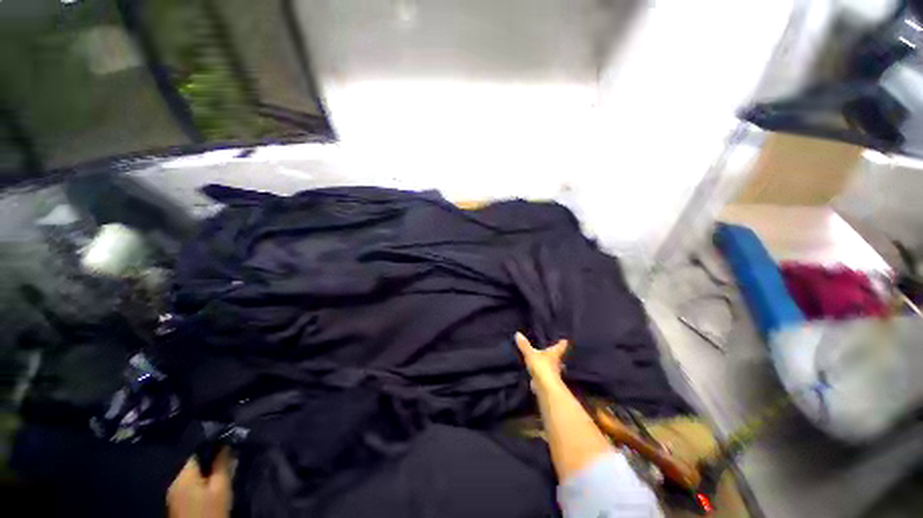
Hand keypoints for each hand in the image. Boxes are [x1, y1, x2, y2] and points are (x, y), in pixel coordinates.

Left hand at [167, 447, 232, 517]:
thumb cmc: (210, 511)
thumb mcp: (221, 488)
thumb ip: (222, 465)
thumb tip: (226, 444)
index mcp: (183, 476)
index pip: (198, 453)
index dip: (214, 449)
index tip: (229, 449)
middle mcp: (174, 482)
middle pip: (194, 466)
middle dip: (211, 464)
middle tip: (229, 465)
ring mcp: (173, 496)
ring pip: (192, 478)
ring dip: (206, 476)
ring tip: (222, 479)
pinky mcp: (176, 506)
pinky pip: (188, 488)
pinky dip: (200, 486)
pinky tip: (210, 492)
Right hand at [515, 332, 568, 388]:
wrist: (545, 387)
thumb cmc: (541, 366)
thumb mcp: (530, 354)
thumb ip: (524, 345)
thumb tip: (518, 334)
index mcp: (555, 354)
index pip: (560, 347)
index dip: (562, 343)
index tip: (565, 340)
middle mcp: (557, 363)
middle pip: (559, 358)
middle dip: (557, 356)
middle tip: (555, 352)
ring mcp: (554, 374)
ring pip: (554, 368)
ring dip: (551, 366)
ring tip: (546, 363)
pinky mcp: (548, 383)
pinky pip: (546, 376)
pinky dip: (543, 374)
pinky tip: (538, 373)